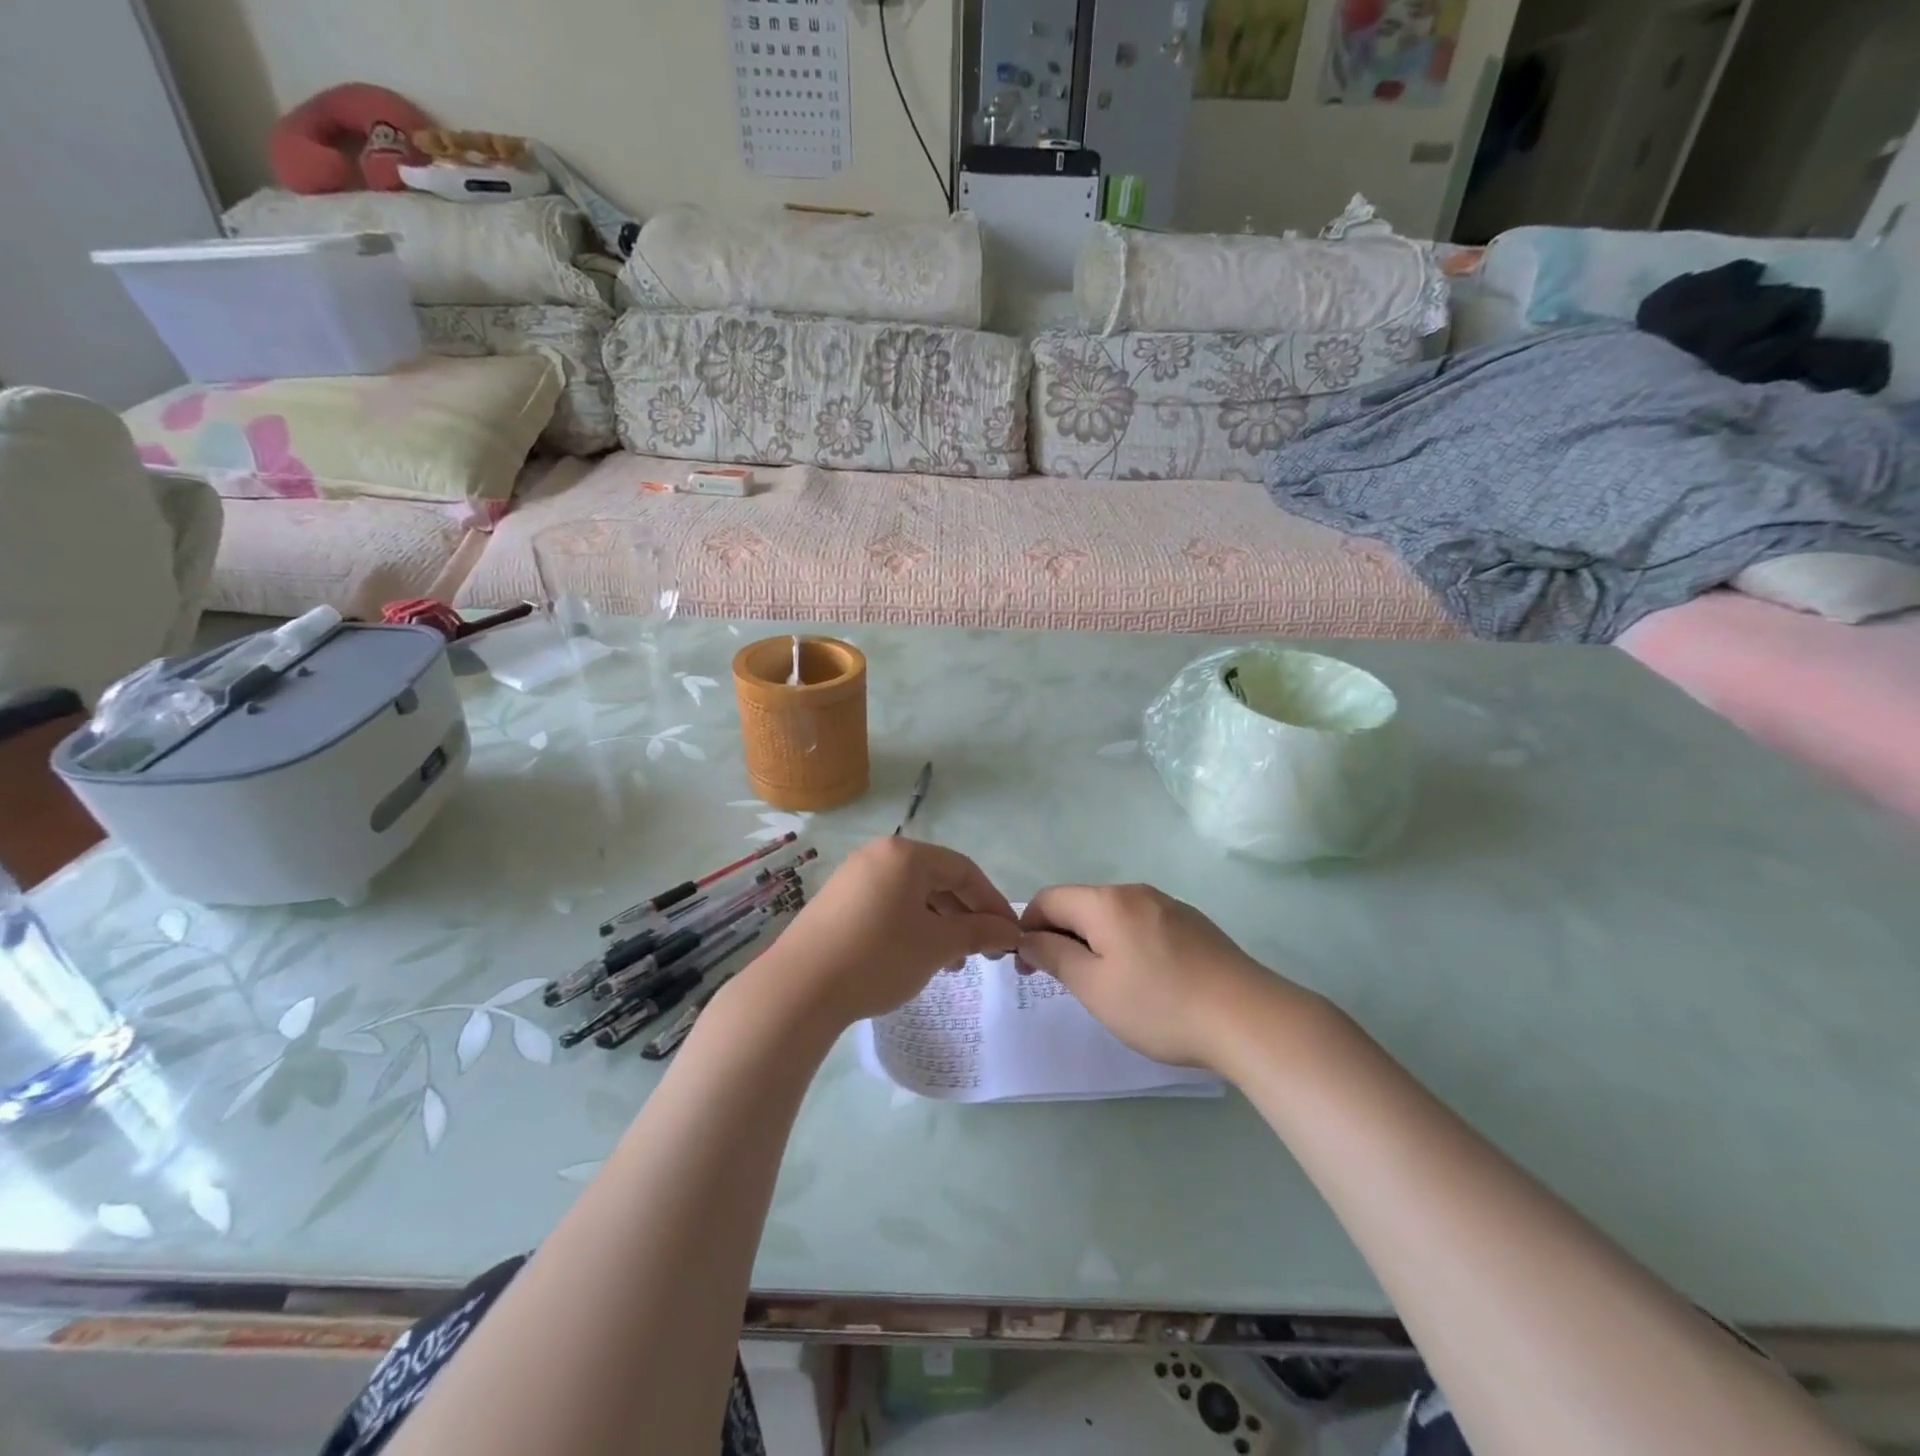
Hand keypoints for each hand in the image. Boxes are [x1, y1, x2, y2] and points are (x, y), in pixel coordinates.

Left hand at [755, 837, 1020, 1030]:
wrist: (799, 988)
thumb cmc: (878, 956)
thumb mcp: (937, 945)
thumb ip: (978, 932)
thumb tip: (1008, 931)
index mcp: (905, 854)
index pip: (964, 870)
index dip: (992, 902)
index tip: (1009, 935)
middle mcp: (878, 855)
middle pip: (937, 880)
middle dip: (965, 916)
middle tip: (983, 953)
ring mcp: (853, 877)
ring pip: (912, 896)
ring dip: (940, 926)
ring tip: (952, 963)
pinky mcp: (837, 903)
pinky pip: (887, 906)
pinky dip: (911, 927)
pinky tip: (916, 958)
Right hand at [1018, 884, 1300, 1070]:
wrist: (1249, 1018)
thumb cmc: (1160, 1004)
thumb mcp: (1094, 987)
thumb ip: (1054, 956)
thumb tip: (1028, 938)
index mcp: (1106, 902)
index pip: (1048, 899)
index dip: (1028, 928)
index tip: (1029, 969)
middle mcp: (1135, 892)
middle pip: (1080, 904)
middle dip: (1060, 936)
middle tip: (1062, 982)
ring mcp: (1168, 905)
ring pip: (1112, 916)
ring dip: (1093, 942)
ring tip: (1104, 986)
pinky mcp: (1193, 924)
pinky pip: (1141, 925)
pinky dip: (1125, 945)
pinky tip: (1144, 981)